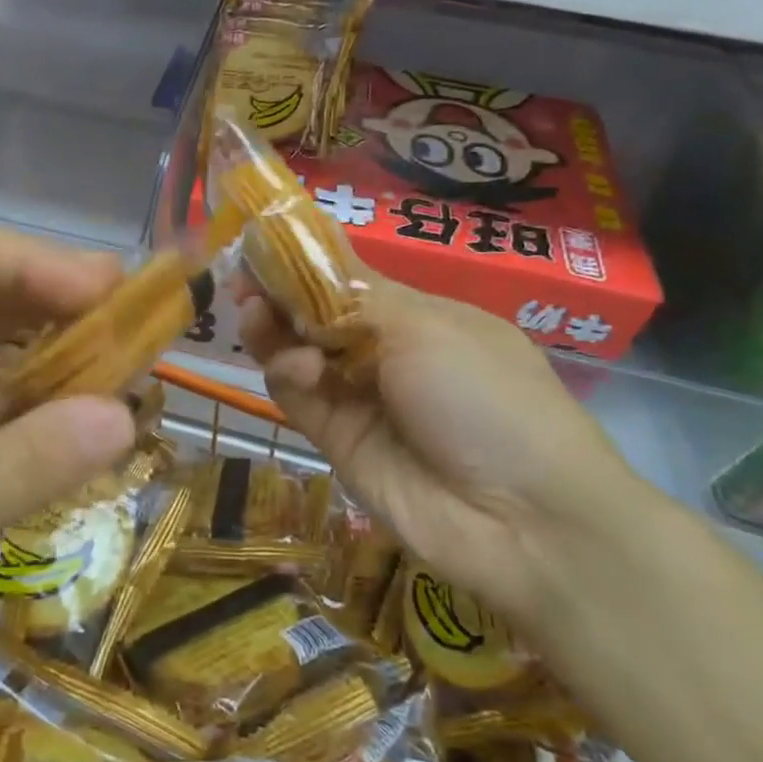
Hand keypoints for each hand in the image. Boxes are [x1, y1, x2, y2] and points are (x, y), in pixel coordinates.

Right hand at [240, 276, 658, 644]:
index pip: (347, 280)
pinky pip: (298, 395)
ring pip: (298, 353)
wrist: (520, 517)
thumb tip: (304, 261)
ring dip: (273, 328)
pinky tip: (298, 366)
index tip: (262, 244)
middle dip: (278, 294)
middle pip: (316, 316)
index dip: (305, 263)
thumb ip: (351, 295)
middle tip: (242, 279)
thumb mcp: (425, 326)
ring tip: (254, 311)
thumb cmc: (485, 395)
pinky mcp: (336, 439)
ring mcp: (359, 398)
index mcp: (419, 317)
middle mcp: (385, 353)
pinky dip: (288, 373)